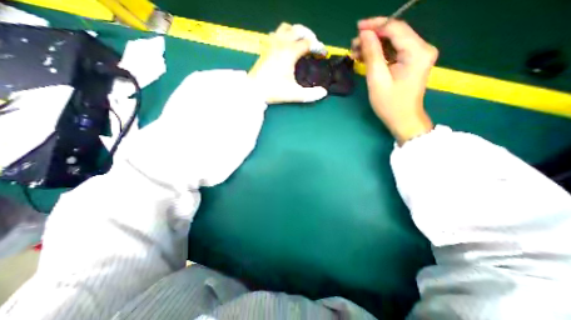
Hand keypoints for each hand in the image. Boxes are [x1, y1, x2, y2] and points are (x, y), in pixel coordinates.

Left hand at [248, 22, 328, 104]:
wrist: (254, 90)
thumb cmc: (274, 91)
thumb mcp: (294, 94)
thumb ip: (310, 94)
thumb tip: (323, 93)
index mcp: (289, 53)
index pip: (308, 43)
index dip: (318, 47)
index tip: (322, 54)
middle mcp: (281, 44)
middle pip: (298, 30)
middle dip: (309, 35)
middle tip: (314, 45)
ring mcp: (271, 45)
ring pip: (285, 28)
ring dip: (295, 32)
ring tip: (300, 42)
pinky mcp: (265, 49)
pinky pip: (275, 34)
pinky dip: (283, 35)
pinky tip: (285, 45)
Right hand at [353, 16, 437, 143]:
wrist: (403, 120)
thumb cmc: (390, 104)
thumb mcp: (377, 80)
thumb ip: (372, 54)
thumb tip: (365, 34)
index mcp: (417, 52)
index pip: (395, 28)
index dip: (375, 26)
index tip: (357, 28)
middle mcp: (421, 49)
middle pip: (395, 34)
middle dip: (372, 37)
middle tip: (353, 45)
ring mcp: (417, 56)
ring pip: (392, 43)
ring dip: (374, 46)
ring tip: (356, 52)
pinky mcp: (411, 63)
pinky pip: (393, 53)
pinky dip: (379, 54)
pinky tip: (365, 58)